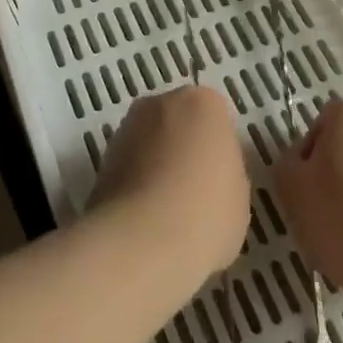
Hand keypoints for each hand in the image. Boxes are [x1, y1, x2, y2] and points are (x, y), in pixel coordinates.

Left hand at [89, 87, 249, 285]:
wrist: (144, 240)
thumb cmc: (206, 212)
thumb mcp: (239, 196)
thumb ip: (225, 171)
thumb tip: (209, 174)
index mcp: (203, 102)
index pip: (216, 119)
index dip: (218, 152)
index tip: (220, 181)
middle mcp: (161, 102)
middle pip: (178, 122)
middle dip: (183, 149)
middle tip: (195, 193)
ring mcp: (127, 127)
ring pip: (150, 143)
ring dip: (156, 165)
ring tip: (167, 213)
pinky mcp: (103, 157)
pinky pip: (129, 167)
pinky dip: (135, 185)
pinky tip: (145, 219)